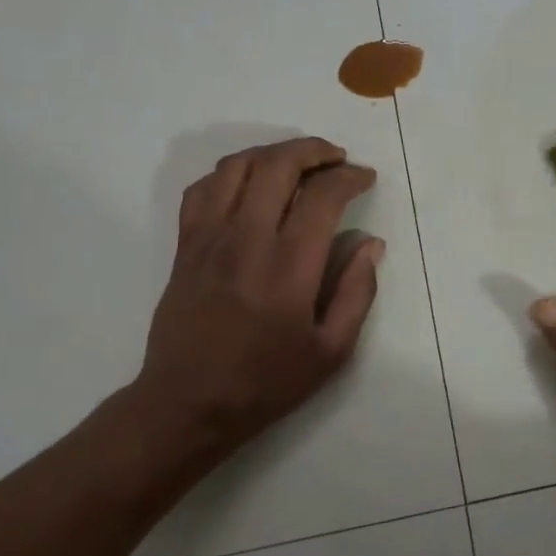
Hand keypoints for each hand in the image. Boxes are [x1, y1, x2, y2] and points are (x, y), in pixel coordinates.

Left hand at [130, 137, 382, 473]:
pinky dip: (231, 173)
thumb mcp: (332, 351)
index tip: (365, 178)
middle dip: (313, 150)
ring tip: (297, 162)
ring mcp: (209, 239)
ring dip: (273, 153)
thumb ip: (357, 292)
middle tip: (336, 158)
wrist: (189, 404)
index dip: (349, 177)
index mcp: (288, 268)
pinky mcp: (185, 246)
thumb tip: (370, 243)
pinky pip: (202, 188)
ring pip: (237, 167)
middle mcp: (246, 241)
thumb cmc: (267, 382)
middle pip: (277, 165)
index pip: (321, 196)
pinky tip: (250, 183)